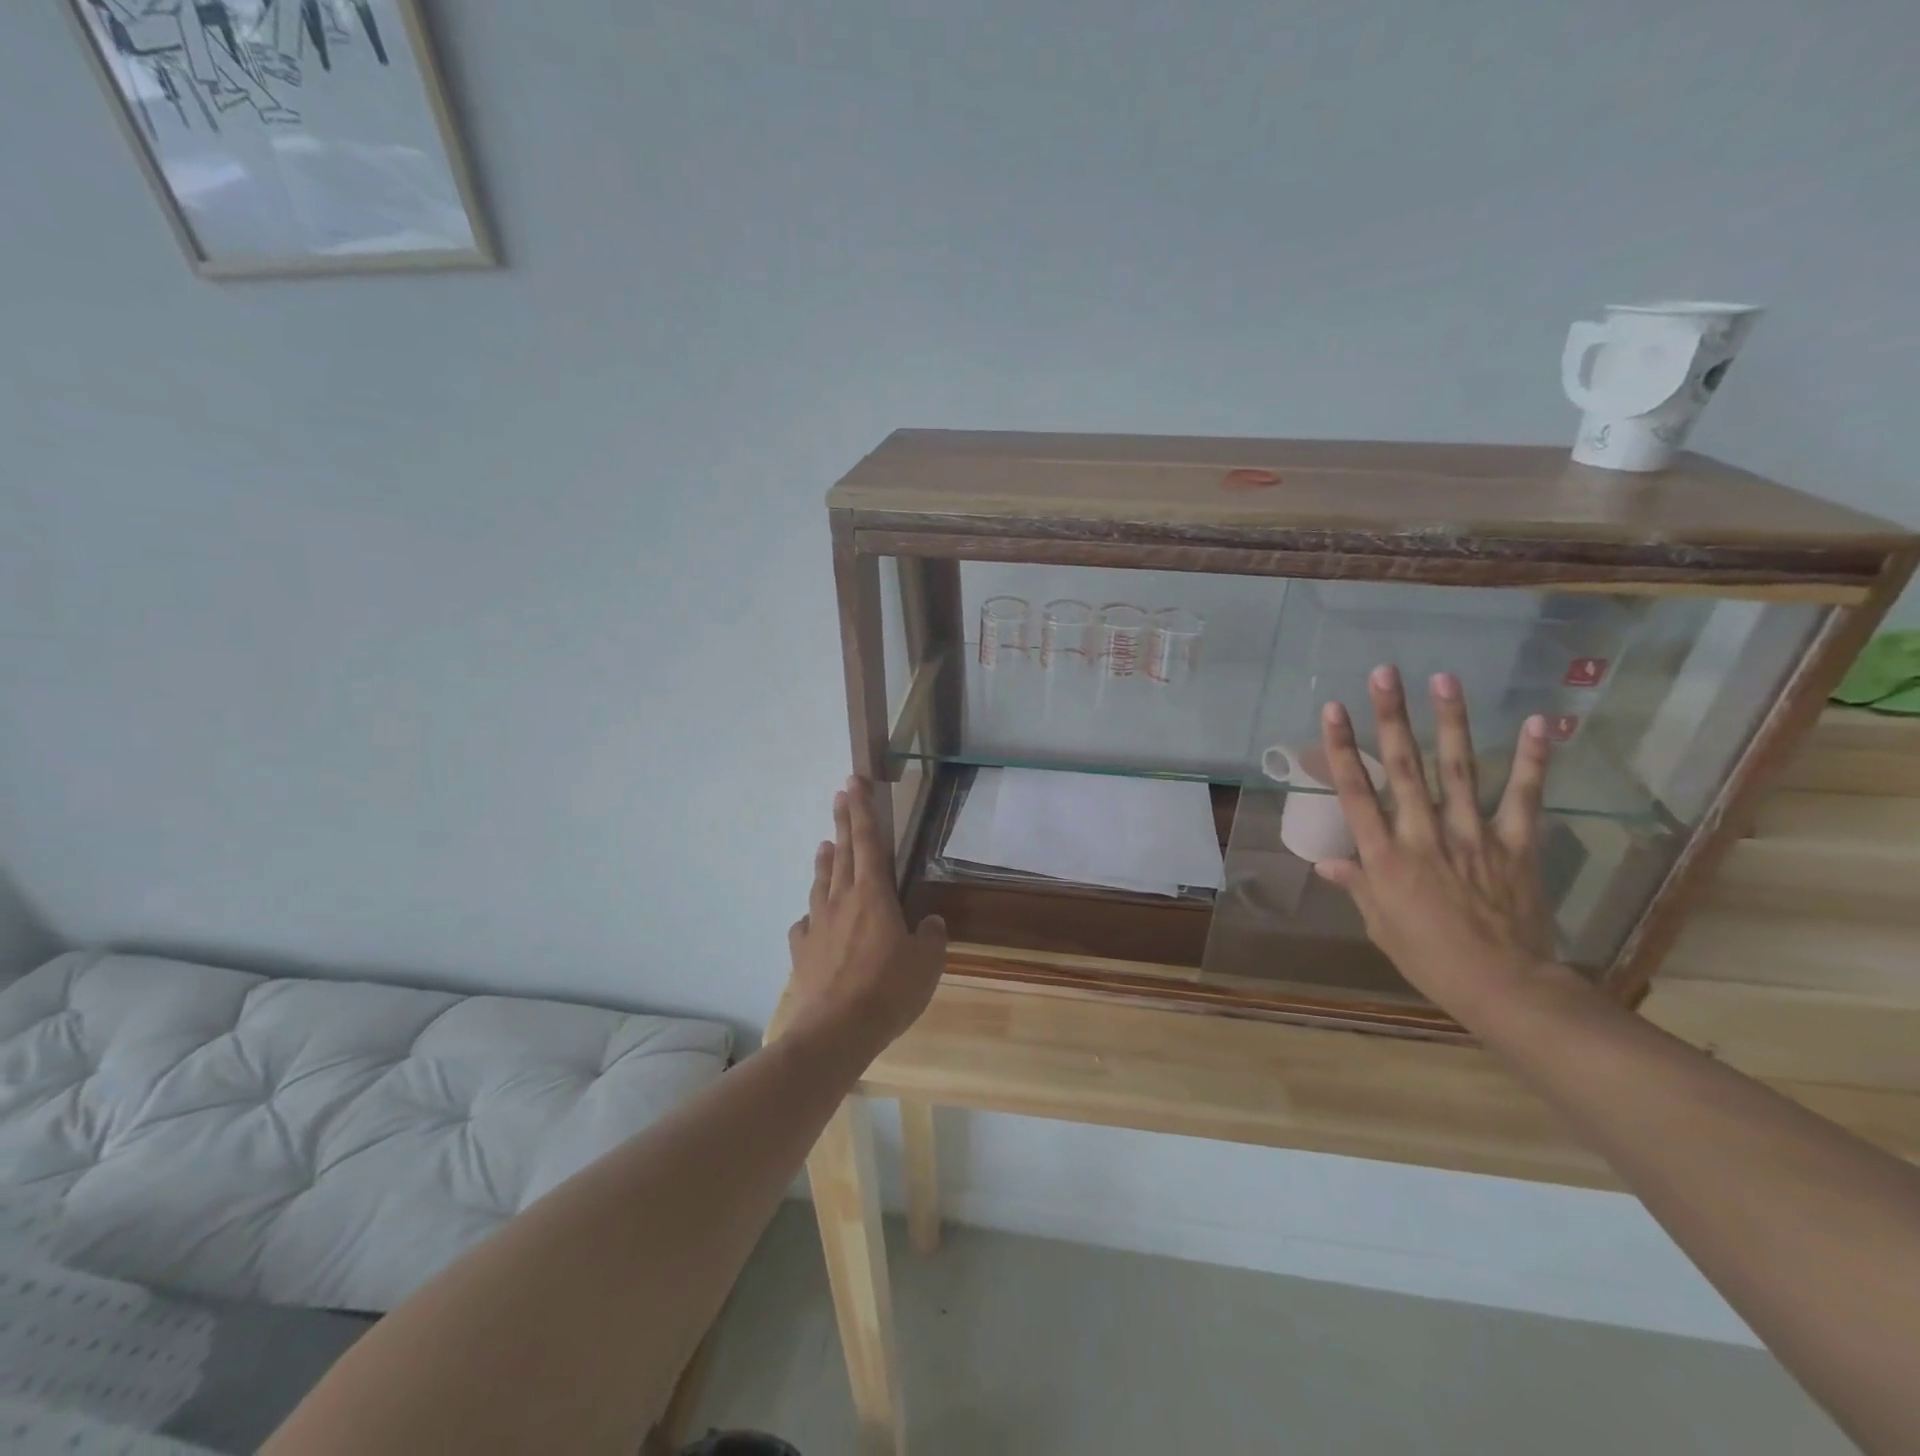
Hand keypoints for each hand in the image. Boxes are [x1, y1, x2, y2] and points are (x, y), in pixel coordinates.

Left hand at [785, 777, 947, 1057]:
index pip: (869, 842)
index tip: (853, 782)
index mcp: (874, 895)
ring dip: (825, 861)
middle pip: (843, 853)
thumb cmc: (889, 990)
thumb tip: (930, 923)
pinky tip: (812, 917)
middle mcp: (842, 901)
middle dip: (843, 822)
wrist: (835, 1030)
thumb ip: (930, 937)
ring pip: (821, 882)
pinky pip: (806, 923)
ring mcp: (818, 924)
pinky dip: (812, 913)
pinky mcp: (802, 950)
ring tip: (825, 844)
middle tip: (840, 794)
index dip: (862, 810)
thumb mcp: (927, 964)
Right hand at [1313, 665, 1581, 1026]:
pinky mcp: (1516, 845)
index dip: (1342, 748)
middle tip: (1384, 673)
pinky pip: (1524, 797)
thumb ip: (1357, 884)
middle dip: (1390, 717)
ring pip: (1457, 770)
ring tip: (1444, 680)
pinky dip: (1532, 760)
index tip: (1332, 709)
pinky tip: (1540, 723)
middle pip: (1402, 768)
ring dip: (1450, 722)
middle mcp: (1423, 835)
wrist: (1503, 986)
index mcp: (1384, 856)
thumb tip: (1326, 862)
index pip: (1356, 792)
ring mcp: (1473, 836)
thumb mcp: (1380, 924)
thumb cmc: (1428, 957)